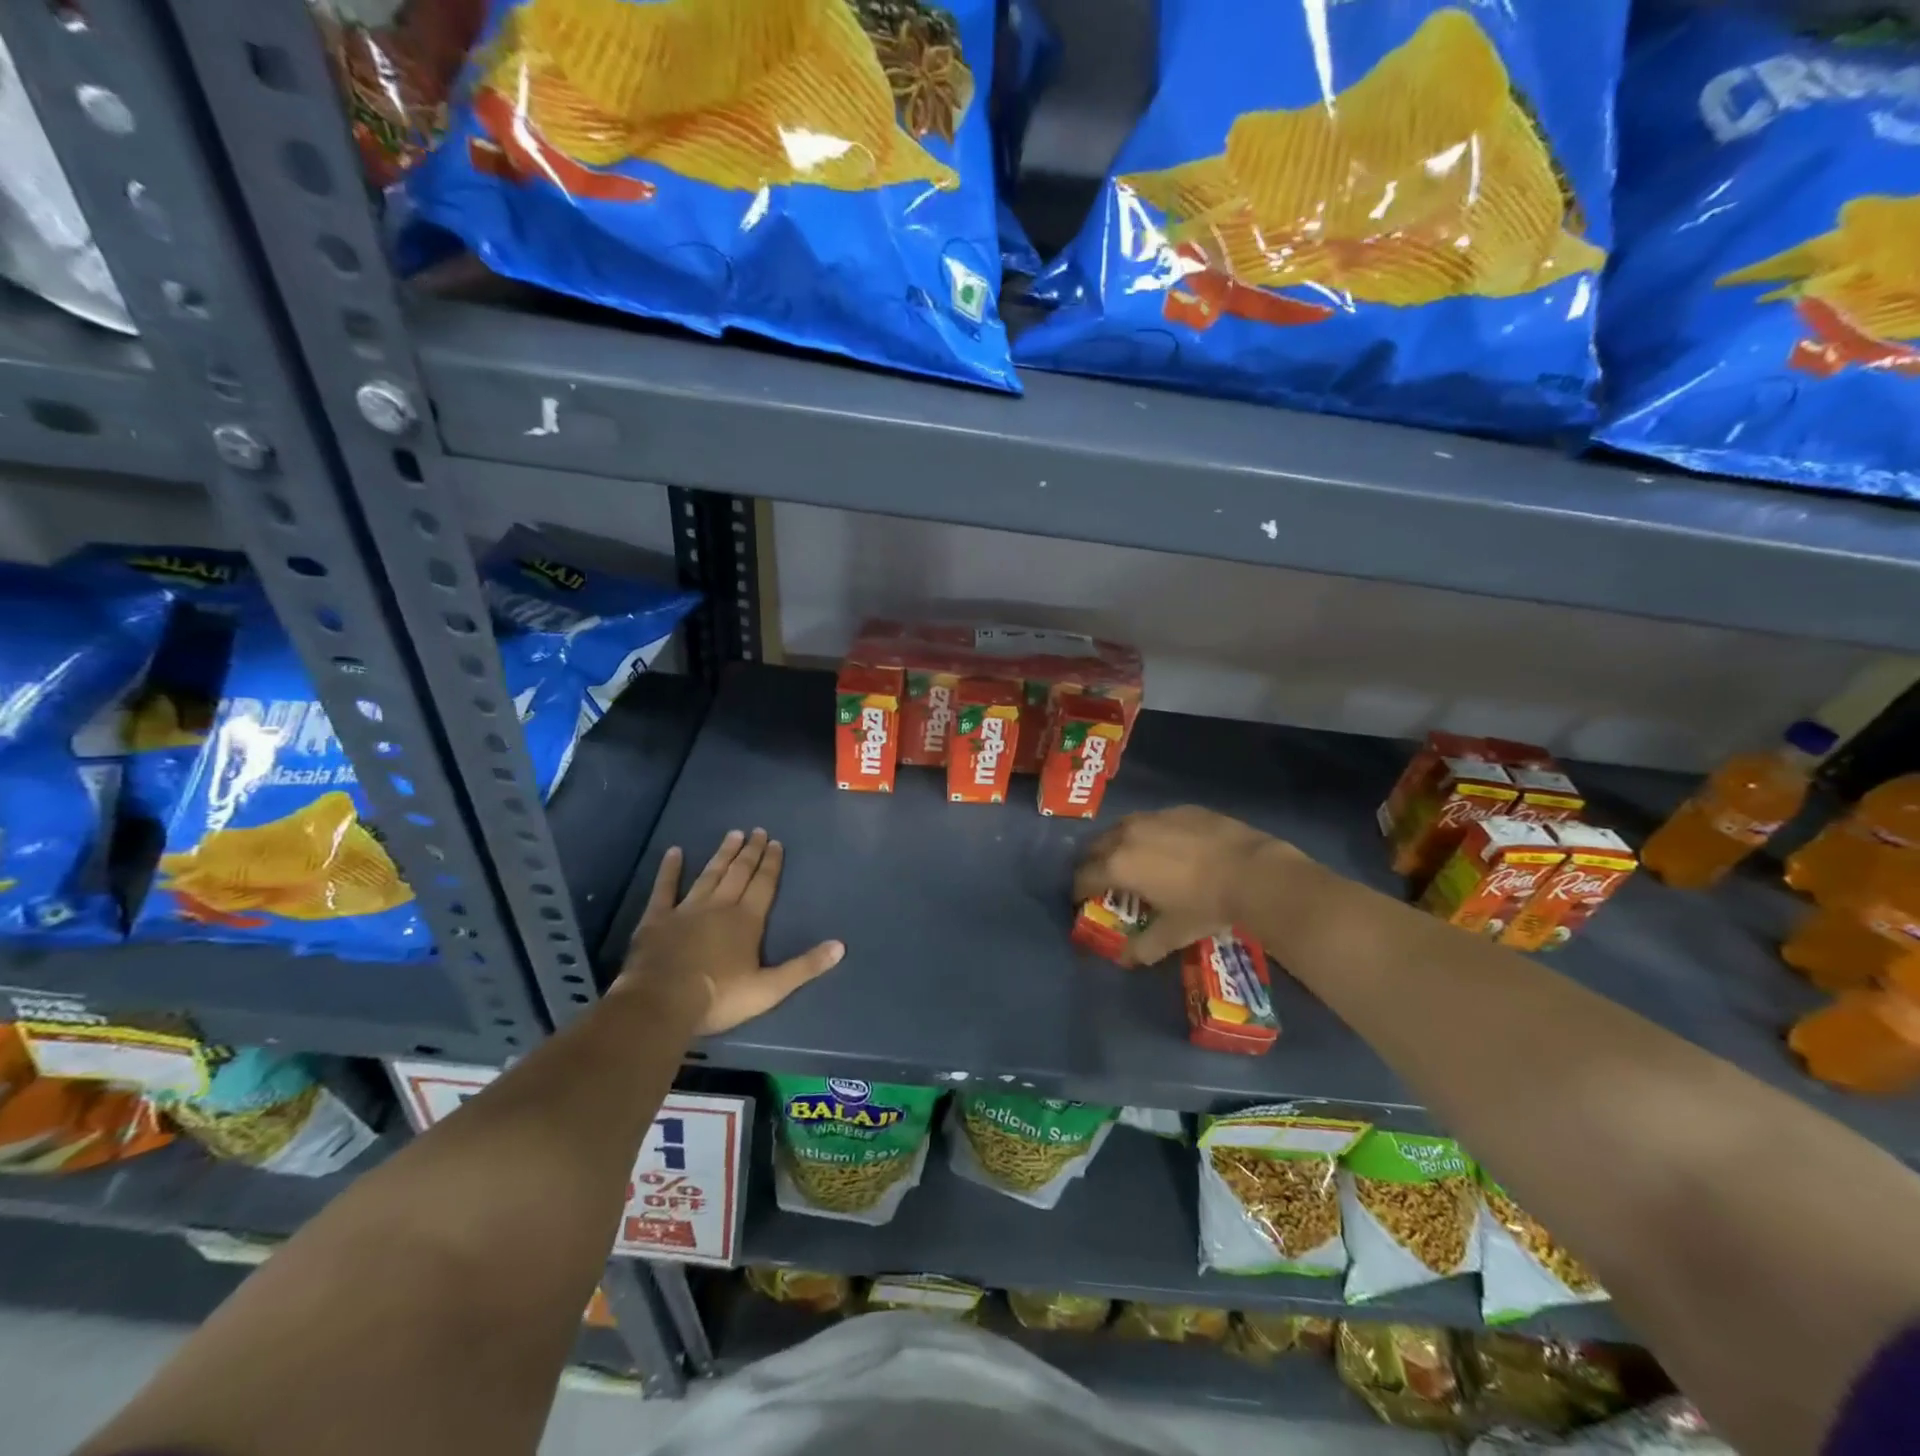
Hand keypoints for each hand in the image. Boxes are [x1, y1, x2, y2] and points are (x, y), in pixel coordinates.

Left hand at [614, 829, 842, 1034]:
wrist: (661, 1003)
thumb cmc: (719, 998)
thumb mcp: (770, 988)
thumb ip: (804, 966)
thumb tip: (841, 947)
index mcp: (747, 920)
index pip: (764, 884)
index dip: (771, 864)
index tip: (776, 843)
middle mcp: (720, 906)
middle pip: (739, 873)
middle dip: (751, 852)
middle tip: (758, 831)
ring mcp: (686, 909)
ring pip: (709, 874)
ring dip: (722, 854)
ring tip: (732, 834)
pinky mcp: (657, 918)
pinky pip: (665, 888)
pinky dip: (670, 869)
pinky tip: (674, 852)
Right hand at [1072, 806, 1299, 966]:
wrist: (1253, 872)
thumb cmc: (1205, 905)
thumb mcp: (1172, 934)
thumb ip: (1143, 947)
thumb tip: (1125, 959)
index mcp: (1118, 865)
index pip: (1083, 877)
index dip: (1078, 891)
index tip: (1081, 901)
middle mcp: (1127, 835)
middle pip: (1095, 847)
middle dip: (1093, 864)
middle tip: (1103, 881)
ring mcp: (1154, 817)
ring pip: (1122, 827)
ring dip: (1118, 844)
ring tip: (1132, 860)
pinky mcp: (1179, 809)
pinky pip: (1153, 820)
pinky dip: (1150, 833)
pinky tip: (1168, 847)